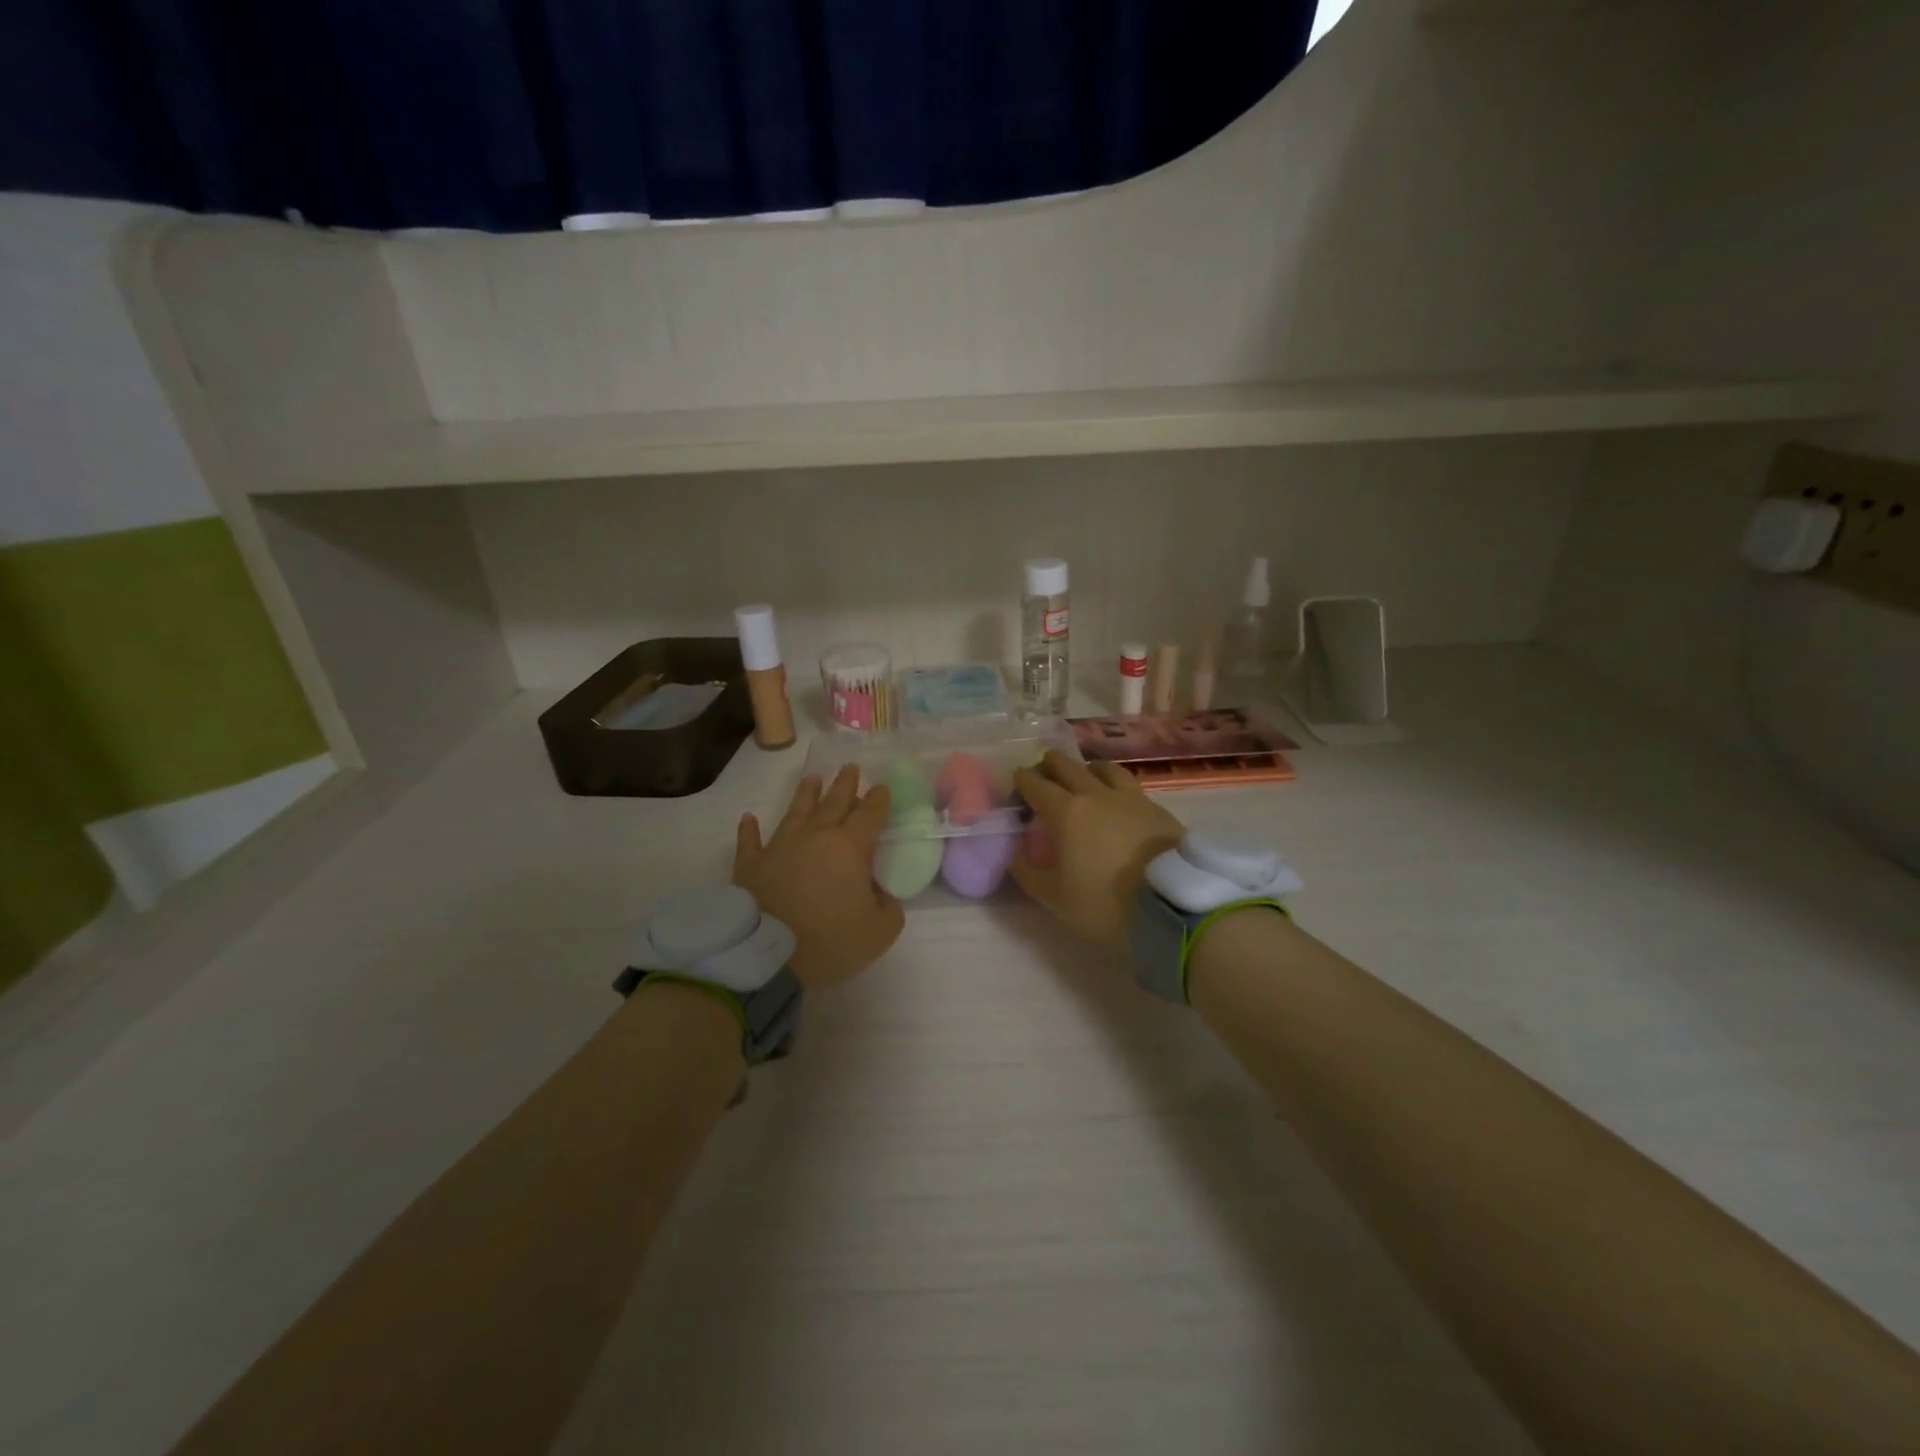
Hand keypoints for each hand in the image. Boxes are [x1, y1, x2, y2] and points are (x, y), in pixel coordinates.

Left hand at [734, 765, 905, 989]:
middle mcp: (815, 837)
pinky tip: (748, 818)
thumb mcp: (879, 932)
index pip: (870, 814)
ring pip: (795, 812)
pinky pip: (749, 842)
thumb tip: (881, 895)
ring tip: (812, 779)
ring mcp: (779, 847)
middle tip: (850, 767)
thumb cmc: (831, 942)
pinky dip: (749, 830)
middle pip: (834, 803)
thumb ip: (889, 908)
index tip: (883, 788)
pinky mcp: (751, 866)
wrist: (768, 957)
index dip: (879, 799)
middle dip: (844, 784)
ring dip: (805, 795)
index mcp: (850, 847)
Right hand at [1011, 751, 1185, 945]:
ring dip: (1085, 768)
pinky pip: (1128, 784)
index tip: (1016, 784)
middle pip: (1067, 765)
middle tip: (1044, 774)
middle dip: (1050, 765)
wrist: (1173, 902)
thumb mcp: (1055, 897)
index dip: (1022, 780)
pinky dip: (1114, 783)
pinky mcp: (1155, 807)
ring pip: (1102, 767)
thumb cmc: (1106, 902)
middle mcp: (1095, 794)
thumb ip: (1028, 872)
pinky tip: (1116, 799)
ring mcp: (1129, 797)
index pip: (1035, 784)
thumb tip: (1014, 853)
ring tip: (1083, 777)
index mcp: (1066, 811)